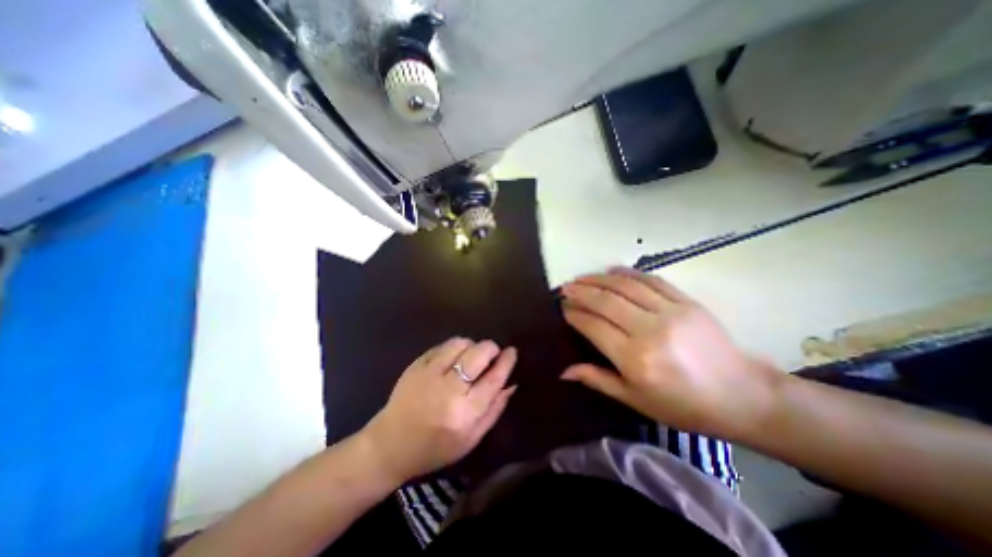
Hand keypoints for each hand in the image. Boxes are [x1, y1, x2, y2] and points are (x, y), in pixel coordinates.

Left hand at [363, 335, 519, 481]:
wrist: (389, 445)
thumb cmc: (434, 448)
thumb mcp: (471, 439)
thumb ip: (494, 410)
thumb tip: (511, 383)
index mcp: (464, 414)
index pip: (493, 379)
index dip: (506, 362)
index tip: (512, 352)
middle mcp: (448, 390)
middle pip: (478, 355)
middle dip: (490, 348)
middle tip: (493, 353)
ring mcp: (429, 374)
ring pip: (460, 344)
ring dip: (472, 345)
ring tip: (471, 355)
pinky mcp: (416, 365)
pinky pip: (442, 346)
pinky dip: (454, 347)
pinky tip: (453, 358)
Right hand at [562, 267, 779, 436]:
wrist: (742, 396)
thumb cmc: (682, 405)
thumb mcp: (635, 400)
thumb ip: (597, 380)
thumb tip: (564, 371)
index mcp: (635, 358)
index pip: (594, 326)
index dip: (574, 315)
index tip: (563, 308)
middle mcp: (649, 330)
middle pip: (606, 301)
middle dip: (581, 292)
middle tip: (565, 288)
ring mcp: (670, 312)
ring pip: (625, 285)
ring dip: (599, 278)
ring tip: (581, 277)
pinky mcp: (686, 302)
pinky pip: (651, 280)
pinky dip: (628, 272)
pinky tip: (612, 269)